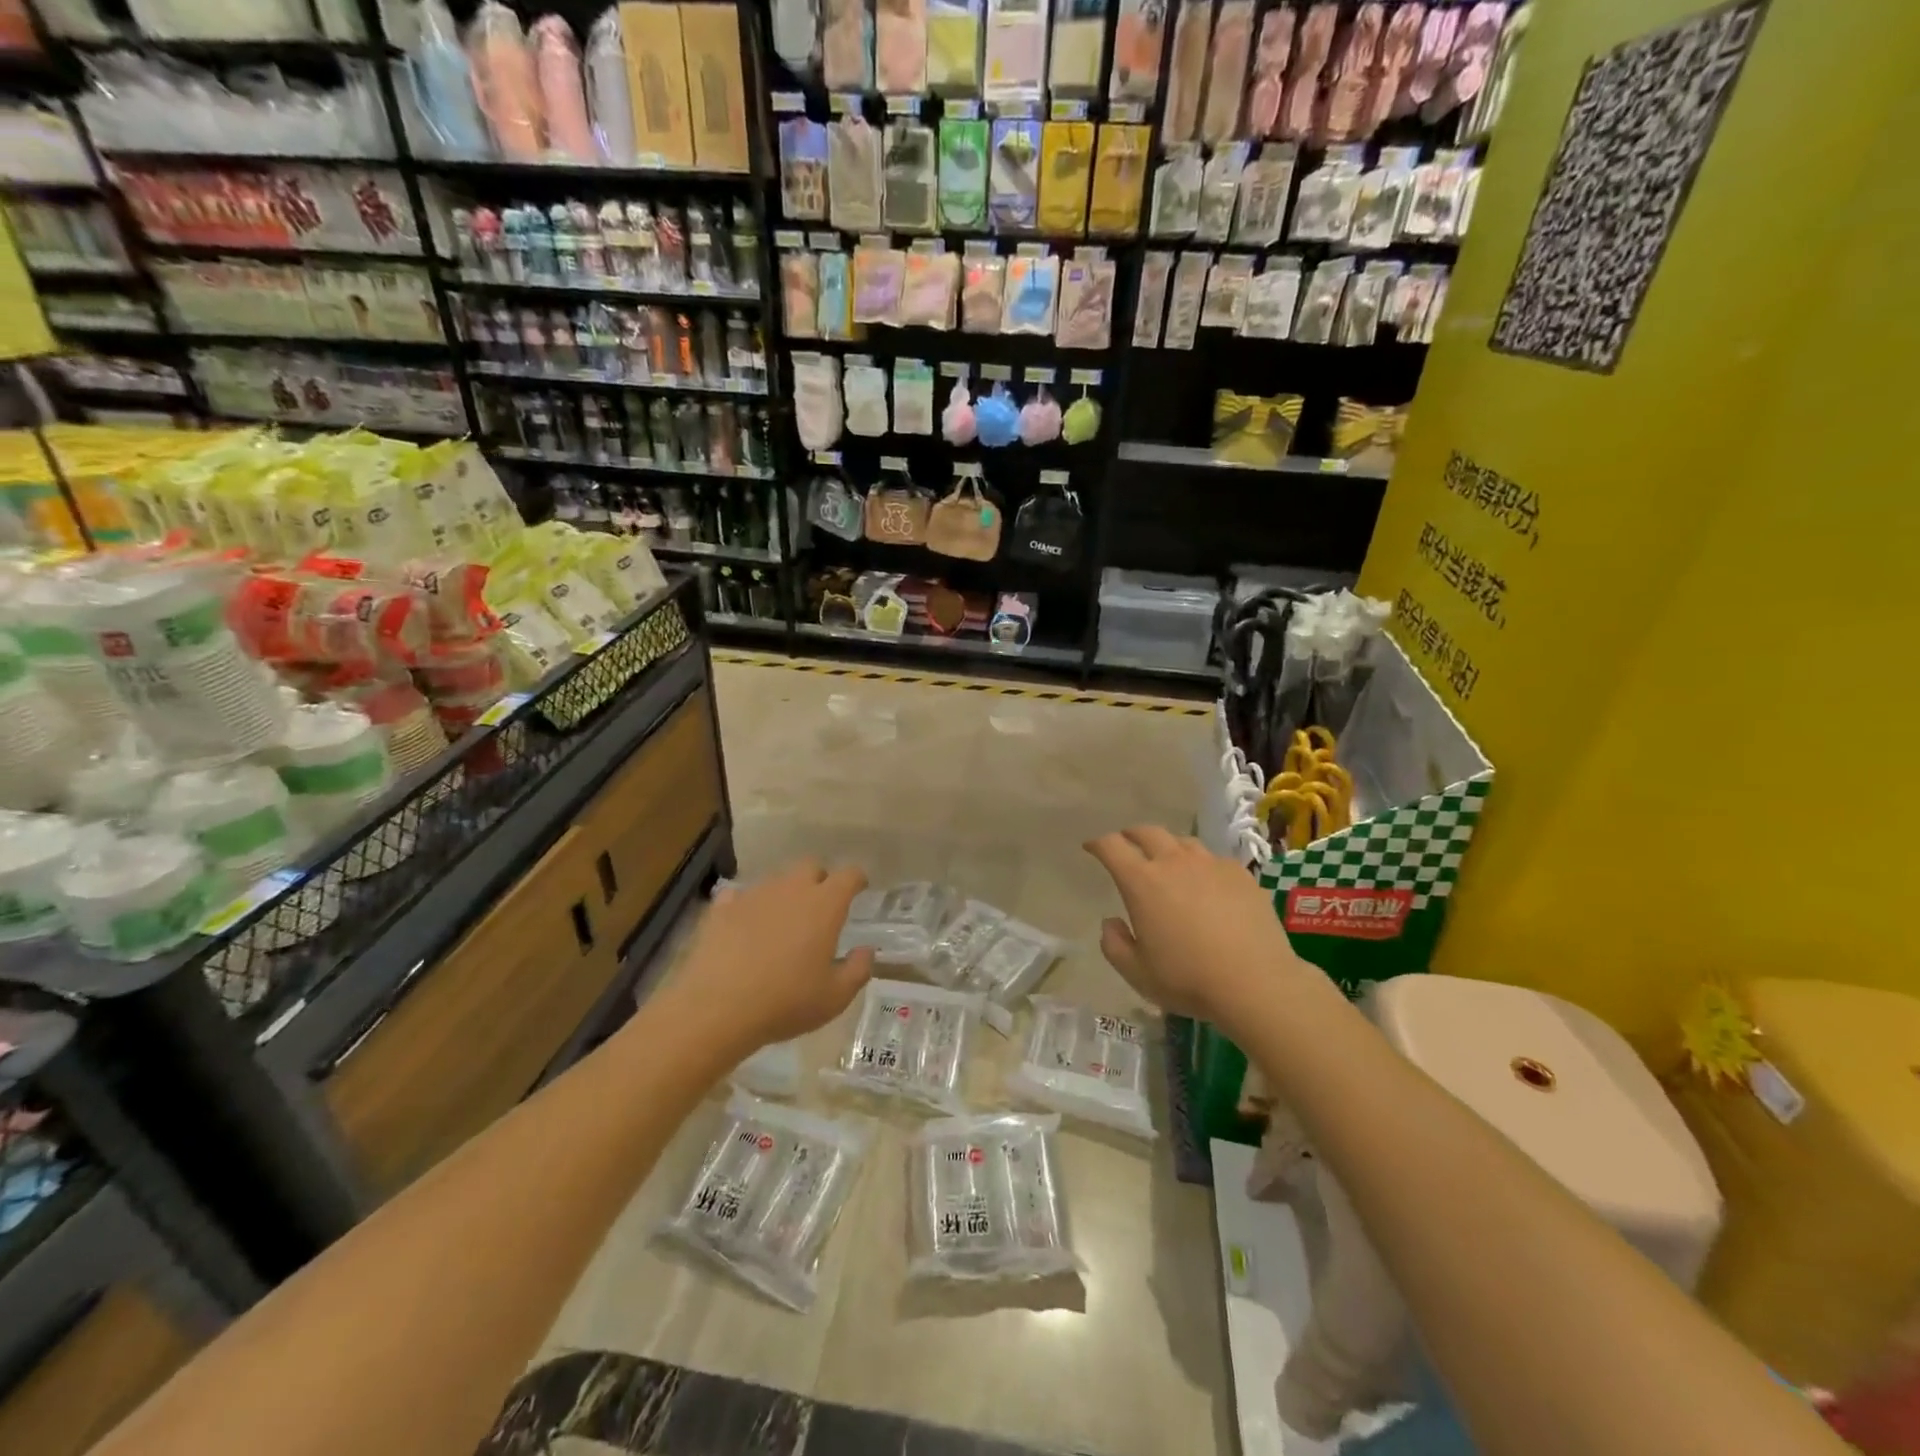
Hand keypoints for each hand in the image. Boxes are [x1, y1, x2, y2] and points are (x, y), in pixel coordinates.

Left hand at [669, 860, 874, 1060]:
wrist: (716, 1008)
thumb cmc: (785, 1002)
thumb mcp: (834, 997)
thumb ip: (858, 969)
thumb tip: (866, 950)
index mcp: (825, 905)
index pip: (849, 875)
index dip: (857, 880)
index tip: (859, 889)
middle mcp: (791, 889)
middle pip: (811, 867)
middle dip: (819, 880)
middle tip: (820, 908)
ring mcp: (754, 894)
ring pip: (776, 881)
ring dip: (784, 895)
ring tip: (781, 923)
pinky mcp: (722, 908)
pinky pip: (739, 896)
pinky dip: (747, 907)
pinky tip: (744, 927)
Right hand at [1085, 826, 1305, 1032]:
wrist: (1256, 982)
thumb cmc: (1188, 979)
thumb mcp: (1137, 973)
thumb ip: (1114, 945)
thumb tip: (1111, 922)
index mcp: (1142, 882)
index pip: (1112, 846)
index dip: (1098, 844)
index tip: (1091, 847)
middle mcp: (1174, 862)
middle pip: (1147, 832)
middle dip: (1131, 835)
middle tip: (1126, 844)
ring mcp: (1211, 864)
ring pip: (1182, 842)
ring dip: (1167, 846)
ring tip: (1167, 861)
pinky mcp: (1240, 874)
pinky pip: (1213, 860)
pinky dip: (1201, 865)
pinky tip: (1206, 884)